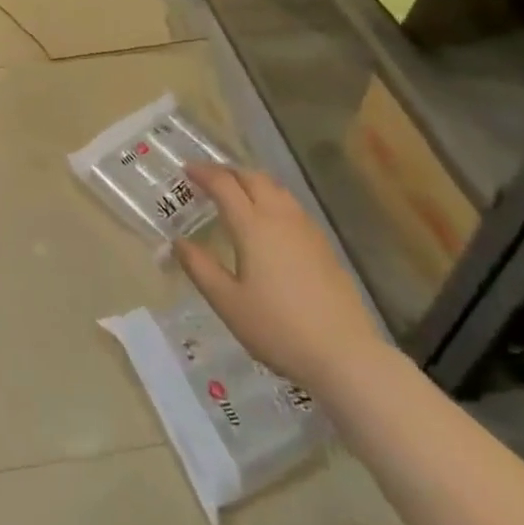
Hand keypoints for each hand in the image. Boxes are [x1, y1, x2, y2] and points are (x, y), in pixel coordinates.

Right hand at [172, 162, 383, 394]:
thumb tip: (178, 242)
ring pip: (276, 188)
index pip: (224, 184)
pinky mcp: (323, 244)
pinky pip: (291, 205)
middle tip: (208, 179)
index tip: (186, 169)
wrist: (345, 355)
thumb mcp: (228, 303)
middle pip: (253, 177)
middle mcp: (280, 217)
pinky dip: (272, 198)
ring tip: (236, 194)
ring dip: (251, 182)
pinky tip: (268, 221)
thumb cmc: (278, 329)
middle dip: (228, 172)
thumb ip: (200, 268)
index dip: (203, 172)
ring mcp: (306, 229)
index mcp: (253, 226)